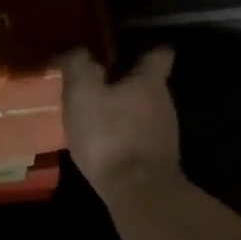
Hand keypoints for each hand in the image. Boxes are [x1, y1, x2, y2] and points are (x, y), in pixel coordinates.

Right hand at [57, 47, 181, 199]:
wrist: (137, 190)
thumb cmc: (109, 135)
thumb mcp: (83, 94)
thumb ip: (78, 66)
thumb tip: (74, 49)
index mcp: (150, 81)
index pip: (159, 52)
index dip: (143, 49)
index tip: (124, 51)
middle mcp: (164, 102)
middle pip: (149, 85)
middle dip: (126, 84)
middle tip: (97, 87)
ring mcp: (166, 133)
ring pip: (145, 113)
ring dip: (125, 113)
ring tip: (97, 119)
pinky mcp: (159, 160)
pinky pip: (141, 139)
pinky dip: (126, 138)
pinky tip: (106, 146)